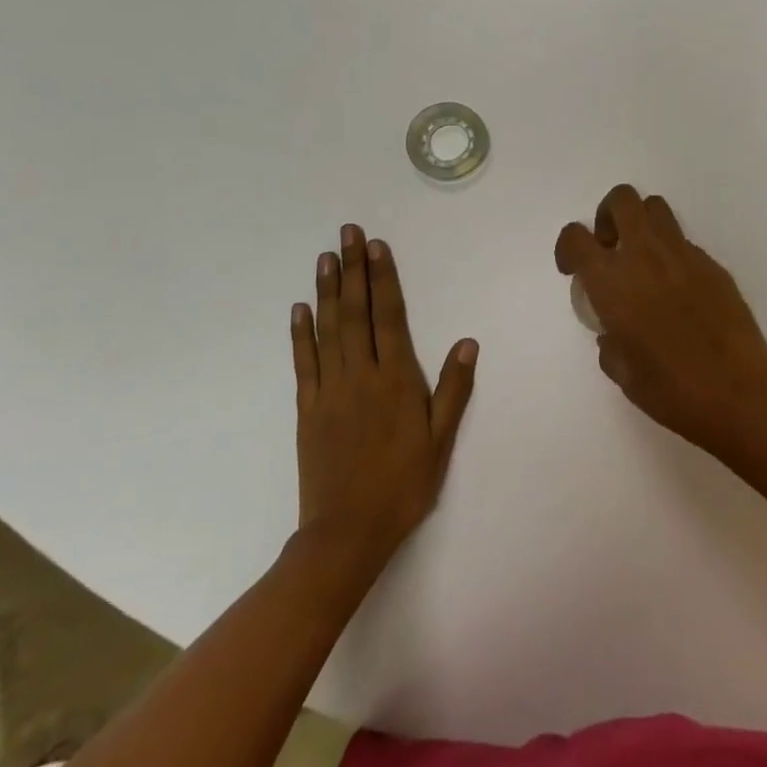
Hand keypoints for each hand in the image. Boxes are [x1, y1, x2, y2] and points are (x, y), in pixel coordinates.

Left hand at [291, 225, 476, 577]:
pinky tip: (299, 308)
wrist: (346, 533)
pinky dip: (300, 332)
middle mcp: (361, 375)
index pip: (389, 317)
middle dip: (352, 269)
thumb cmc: (403, 485)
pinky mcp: (307, 408)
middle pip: (355, 312)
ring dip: (326, 290)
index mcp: (396, 380)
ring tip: (325, 257)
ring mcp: (329, 390)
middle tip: (347, 233)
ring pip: (328, 329)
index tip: (377, 247)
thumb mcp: (440, 440)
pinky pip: (303, 362)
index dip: (384, 279)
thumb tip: (466, 342)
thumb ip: (453, 389)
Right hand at [556, 184, 766, 455]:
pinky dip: (671, 254)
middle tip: (610, 249)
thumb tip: (613, 333)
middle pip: (622, 199)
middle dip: (608, 216)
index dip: (568, 247)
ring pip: (656, 208)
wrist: (738, 391)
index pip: (576, 237)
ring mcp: (683, 255)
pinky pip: (683, 242)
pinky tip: (678, 291)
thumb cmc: (672, 390)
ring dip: (641, 224)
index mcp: (613, 282)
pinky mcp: (712, 264)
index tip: (573, 269)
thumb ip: (610, 343)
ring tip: (642, 262)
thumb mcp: (624, 373)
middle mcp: (645, 256)